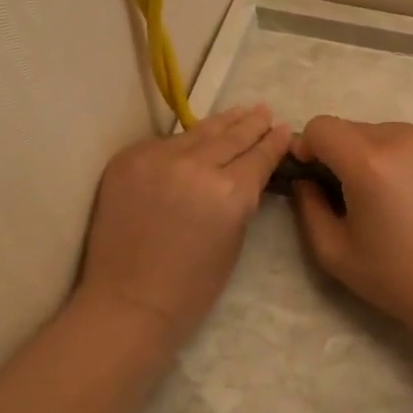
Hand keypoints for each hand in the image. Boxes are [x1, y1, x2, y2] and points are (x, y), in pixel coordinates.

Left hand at [77, 104, 291, 344]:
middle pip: (231, 136)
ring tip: (239, 111)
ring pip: (197, 132)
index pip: (258, 156)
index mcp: (230, 192)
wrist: (127, 301)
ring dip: (222, 122)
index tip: (284, 128)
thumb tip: (248, 171)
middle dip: (251, 123)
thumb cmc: (191, 287)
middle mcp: (196, 166)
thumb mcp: (233, 240)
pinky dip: (184, 142)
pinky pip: (165, 144)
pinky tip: (197, 136)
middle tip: (264, 111)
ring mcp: (158, 158)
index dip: (274, 142)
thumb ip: (242, 198)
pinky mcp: (128, 159)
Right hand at [289, 117, 412, 332]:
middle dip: (343, 153)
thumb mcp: (332, 250)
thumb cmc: (392, 276)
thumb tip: (305, 178)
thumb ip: (307, 206)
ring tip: (390, 194)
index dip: (309, 146)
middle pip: (354, 128)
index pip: (322, 126)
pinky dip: (409, 159)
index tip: (314, 173)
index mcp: (368, 163)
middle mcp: (403, 140)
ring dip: (377, 153)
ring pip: (388, 132)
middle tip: (354, 192)